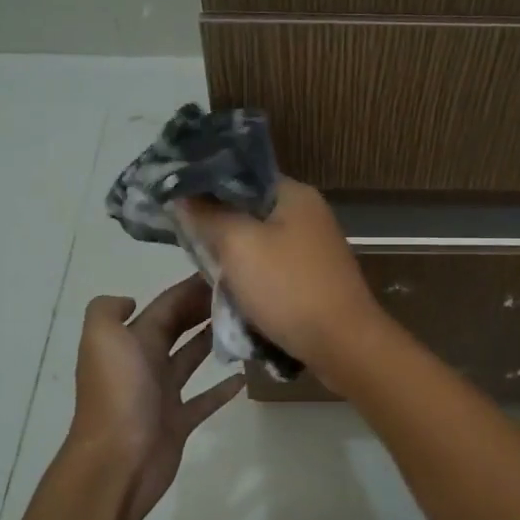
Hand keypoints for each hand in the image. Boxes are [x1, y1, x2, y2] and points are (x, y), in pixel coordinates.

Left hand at [69, 277, 244, 519]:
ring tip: (246, 326)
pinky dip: (221, 388)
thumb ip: (108, 310)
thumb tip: (131, 300)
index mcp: (131, 341)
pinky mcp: (178, 422)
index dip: (190, 288)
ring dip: (213, 341)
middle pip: (178, 327)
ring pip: (191, 359)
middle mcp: (145, 362)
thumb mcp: (101, 338)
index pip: (165, 306)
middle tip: (242, 295)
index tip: (225, 272)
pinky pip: (203, 400)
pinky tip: (244, 376)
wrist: (115, 462)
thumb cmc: (117, 394)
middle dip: (203, 309)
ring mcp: (162, 394)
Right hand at [176, 179, 387, 382]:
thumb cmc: (289, 287)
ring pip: (259, 243)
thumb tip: (183, 194)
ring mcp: (314, 248)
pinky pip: (272, 270)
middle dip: (218, 227)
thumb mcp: (238, 245)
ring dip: (234, 258)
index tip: (177, 204)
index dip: (208, 186)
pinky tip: (232, 294)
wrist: (343, 344)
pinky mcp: (313, 278)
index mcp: (295, 194)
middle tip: (188, 243)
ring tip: (206, 271)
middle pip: (249, 210)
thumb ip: (209, 215)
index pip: (242, 175)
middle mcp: (308, 213)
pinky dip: (252, 279)